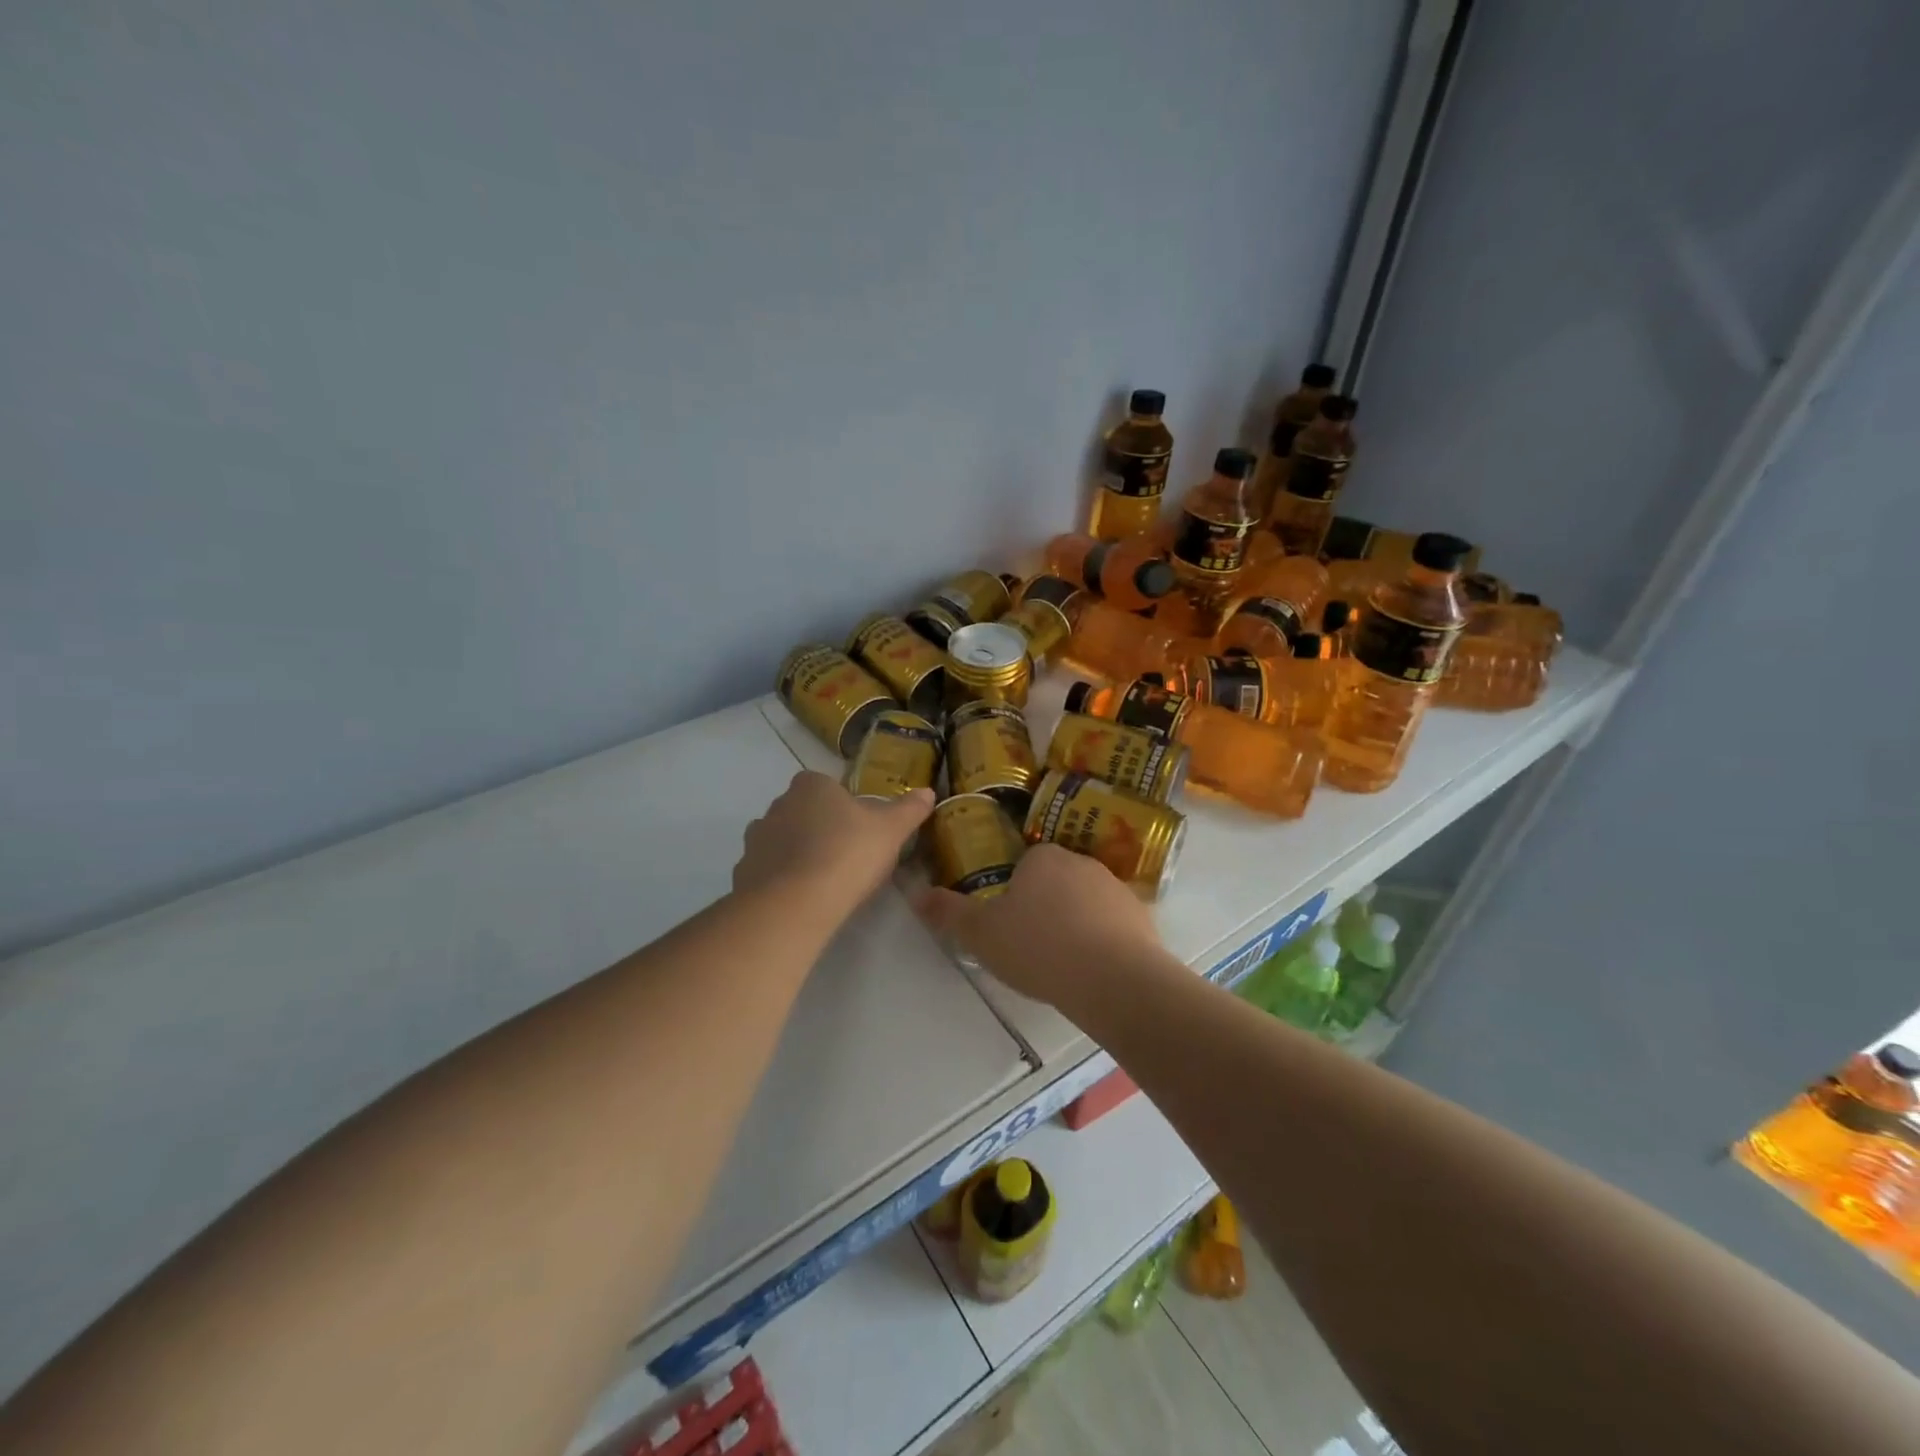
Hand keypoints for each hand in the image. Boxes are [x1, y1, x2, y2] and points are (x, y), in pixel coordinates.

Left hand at [734, 771, 933, 913]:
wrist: (794, 903)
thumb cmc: (848, 854)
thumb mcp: (891, 830)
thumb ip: (909, 809)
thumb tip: (928, 792)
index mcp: (811, 785)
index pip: (826, 785)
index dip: (844, 806)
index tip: (861, 830)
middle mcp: (778, 804)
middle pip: (803, 811)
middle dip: (820, 828)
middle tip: (847, 856)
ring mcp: (756, 839)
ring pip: (783, 840)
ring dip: (799, 854)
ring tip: (825, 881)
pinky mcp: (743, 872)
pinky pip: (768, 870)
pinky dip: (782, 880)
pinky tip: (802, 899)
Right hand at [915, 843, 1163, 1008]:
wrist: (1114, 980)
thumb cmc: (1039, 948)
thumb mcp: (982, 934)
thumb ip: (949, 913)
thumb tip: (916, 893)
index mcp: (1043, 857)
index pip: (1024, 864)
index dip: (1014, 892)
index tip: (1009, 923)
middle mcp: (1081, 862)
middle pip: (1056, 880)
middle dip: (1045, 905)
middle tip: (1032, 945)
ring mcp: (1116, 888)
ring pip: (1086, 901)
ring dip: (1076, 922)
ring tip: (1063, 962)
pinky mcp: (1142, 916)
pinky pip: (1114, 924)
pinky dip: (1104, 940)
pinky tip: (1094, 970)